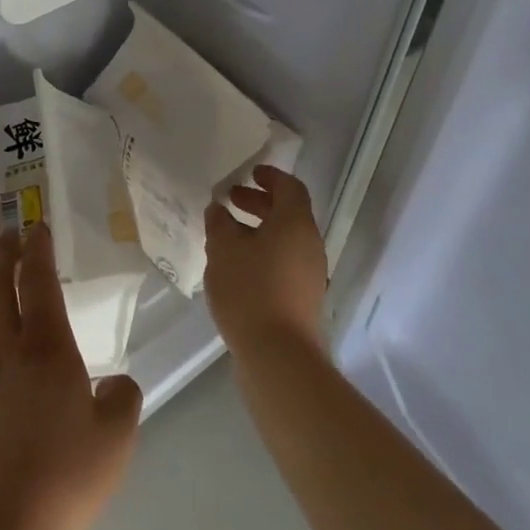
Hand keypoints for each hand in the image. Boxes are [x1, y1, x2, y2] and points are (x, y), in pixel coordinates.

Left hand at [0, 224, 142, 529]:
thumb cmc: (65, 479)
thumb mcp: (116, 438)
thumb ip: (122, 398)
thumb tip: (114, 382)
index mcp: (45, 349)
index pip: (36, 281)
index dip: (37, 249)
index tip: (37, 225)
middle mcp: (6, 352)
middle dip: (2, 254)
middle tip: (10, 234)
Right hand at [204, 165, 328, 356]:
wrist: (279, 356)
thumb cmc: (250, 290)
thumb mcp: (224, 250)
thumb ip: (220, 223)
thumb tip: (219, 210)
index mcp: (296, 223)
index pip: (289, 187)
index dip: (270, 176)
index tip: (249, 173)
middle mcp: (309, 243)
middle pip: (288, 212)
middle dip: (259, 203)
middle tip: (230, 200)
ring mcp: (310, 273)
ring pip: (285, 239)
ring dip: (259, 230)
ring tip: (227, 236)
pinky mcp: (304, 298)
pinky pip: (284, 262)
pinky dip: (264, 253)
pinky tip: (237, 268)